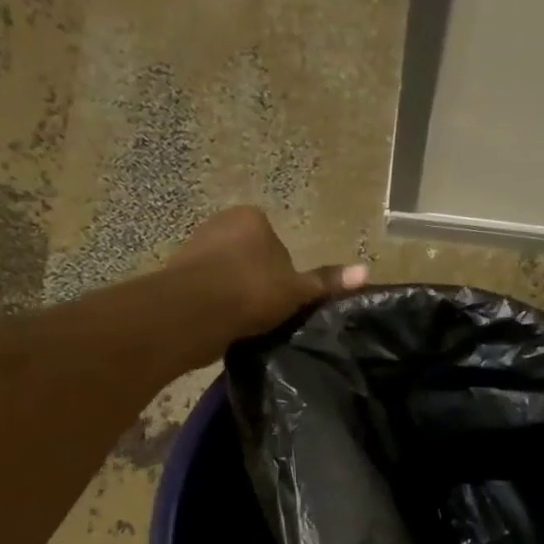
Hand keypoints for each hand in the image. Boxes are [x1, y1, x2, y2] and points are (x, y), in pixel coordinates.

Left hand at [167, 205, 367, 339]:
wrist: (193, 312)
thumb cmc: (251, 292)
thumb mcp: (297, 290)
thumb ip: (326, 282)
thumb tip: (366, 272)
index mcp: (252, 218)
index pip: (278, 245)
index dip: (285, 275)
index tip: (284, 300)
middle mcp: (221, 223)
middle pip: (251, 258)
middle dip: (257, 283)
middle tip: (266, 314)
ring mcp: (196, 247)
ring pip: (227, 275)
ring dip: (235, 296)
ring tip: (245, 323)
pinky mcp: (177, 274)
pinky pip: (207, 290)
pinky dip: (216, 305)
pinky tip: (224, 325)